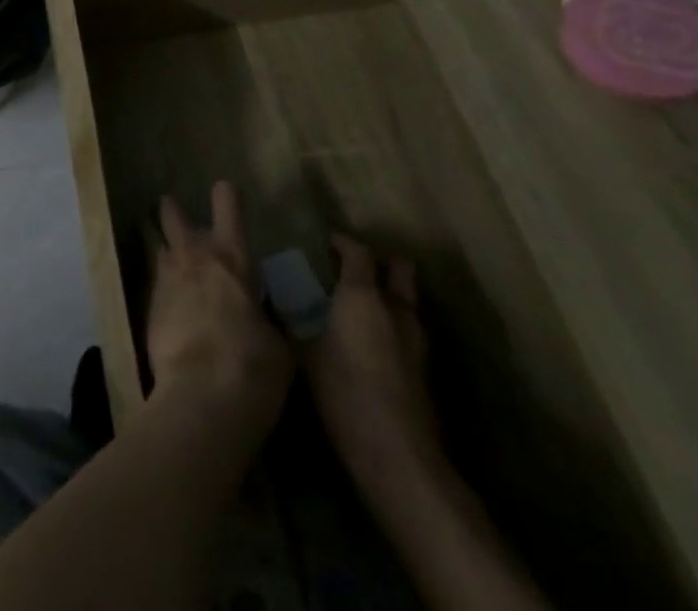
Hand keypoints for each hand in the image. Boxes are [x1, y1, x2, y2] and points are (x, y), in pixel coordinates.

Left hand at [145, 182, 292, 441]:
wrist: (201, 399)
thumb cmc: (254, 369)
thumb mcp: (278, 344)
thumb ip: (265, 318)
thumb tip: (259, 316)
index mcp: (233, 258)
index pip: (227, 205)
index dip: (226, 195)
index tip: (225, 190)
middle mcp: (195, 258)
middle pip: (174, 214)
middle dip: (173, 210)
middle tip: (175, 212)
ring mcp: (166, 279)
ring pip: (158, 246)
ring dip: (163, 247)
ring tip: (169, 256)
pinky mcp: (148, 307)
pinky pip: (154, 284)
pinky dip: (162, 288)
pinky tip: (169, 304)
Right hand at [301, 234, 443, 494]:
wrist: (396, 455)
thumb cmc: (343, 391)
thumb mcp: (303, 352)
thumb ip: (291, 318)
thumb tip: (272, 296)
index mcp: (363, 295)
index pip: (357, 250)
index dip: (340, 241)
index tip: (322, 242)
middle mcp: (395, 308)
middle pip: (399, 267)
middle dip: (379, 262)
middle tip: (351, 269)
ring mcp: (417, 339)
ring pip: (407, 299)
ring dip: (388, 294)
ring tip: (357, 306)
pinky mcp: (425, 368)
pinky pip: (408, 329)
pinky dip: (392, 325)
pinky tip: (369, 341)